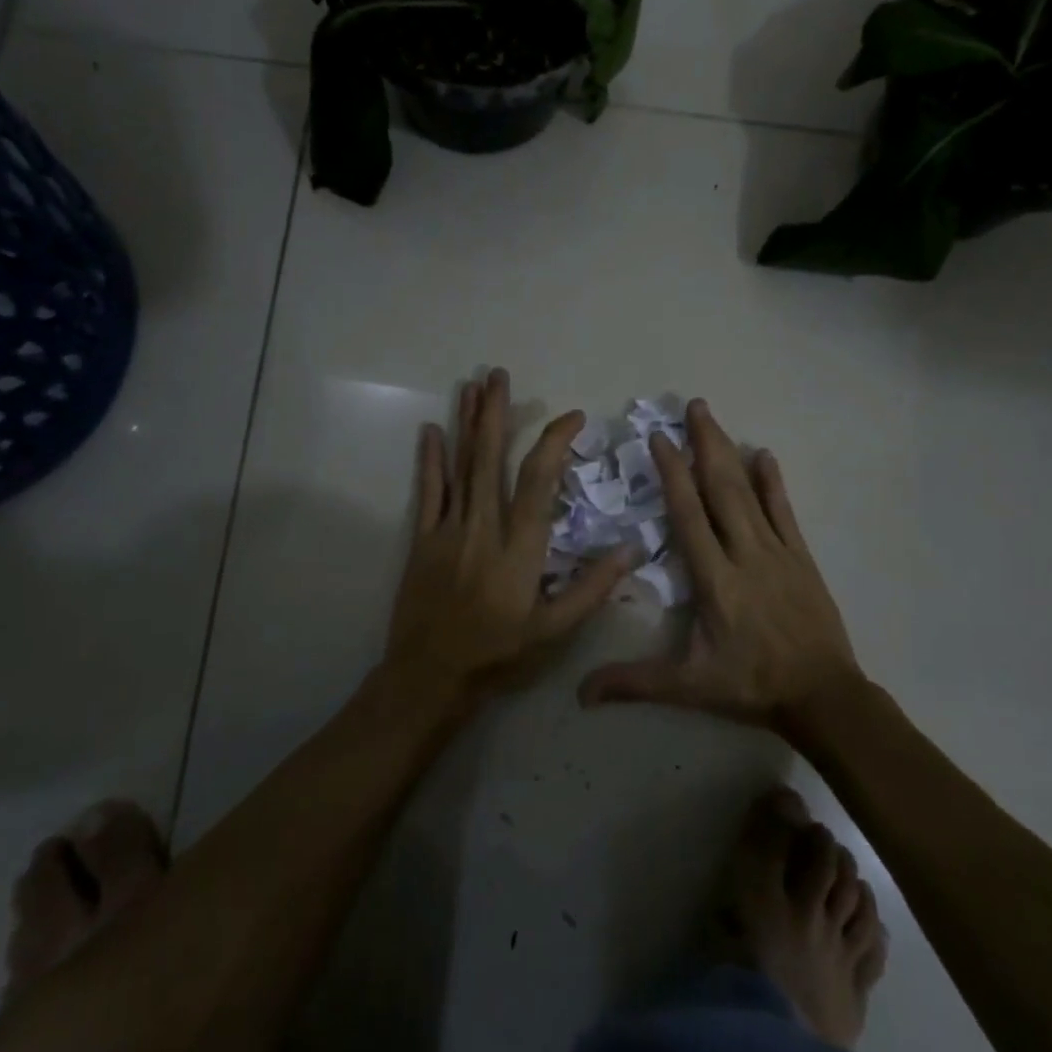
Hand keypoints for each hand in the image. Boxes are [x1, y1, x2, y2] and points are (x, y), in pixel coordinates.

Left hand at [379, 368, 638, 709]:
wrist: (430, 677)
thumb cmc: (498, 655)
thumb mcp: (555, 632)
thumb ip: (592, 589)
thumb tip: (629, 549)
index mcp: (519, 546)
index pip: (539, 479)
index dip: (554, 441)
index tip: (571, 417)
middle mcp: (483, 526)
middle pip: (490, 458)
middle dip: (495, 413)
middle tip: (497, 374)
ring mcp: (447, 530)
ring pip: (459, 466)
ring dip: (465, 423)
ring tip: (470, 385)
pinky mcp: (422, 540)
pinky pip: (427, 492)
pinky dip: (430, 460)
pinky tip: (430, 431)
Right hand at [578, 399, 864, 733]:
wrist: (823, 696)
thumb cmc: (751, 687)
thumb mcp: (689, 688)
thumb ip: (635, 683)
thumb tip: (580, 694)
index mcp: (714, 580)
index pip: (688, 516)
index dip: (672, 474)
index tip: (660, 439)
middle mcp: (744, 554)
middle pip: (720, 489)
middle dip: (704, 444)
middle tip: (692, 406)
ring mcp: (777, 552)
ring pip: (749, 493)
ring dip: (730, 452)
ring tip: (714, 418)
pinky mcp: (801, 557)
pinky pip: (784, 511)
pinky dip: (773, 482)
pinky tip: (765, 454)